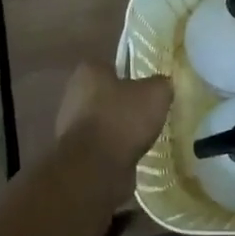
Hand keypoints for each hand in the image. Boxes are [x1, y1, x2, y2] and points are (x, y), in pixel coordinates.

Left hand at [54, 61, 173, 168]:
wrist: (95, 169)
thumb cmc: (122, 120)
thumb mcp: (155, 94)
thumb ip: (161, 84)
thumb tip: (163, 85)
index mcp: (89, 72)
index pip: (113, 66)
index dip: (133, 75)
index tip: (149, 88)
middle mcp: (74, 95)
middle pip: (108, 95)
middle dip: (126, 104)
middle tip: (151, 113)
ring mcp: (71, 126)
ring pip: (105, 122)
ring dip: (122, 130)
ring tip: (146, 137)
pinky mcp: (76, 153)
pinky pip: (103, 146)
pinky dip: (117, 150)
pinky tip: (134, 155)